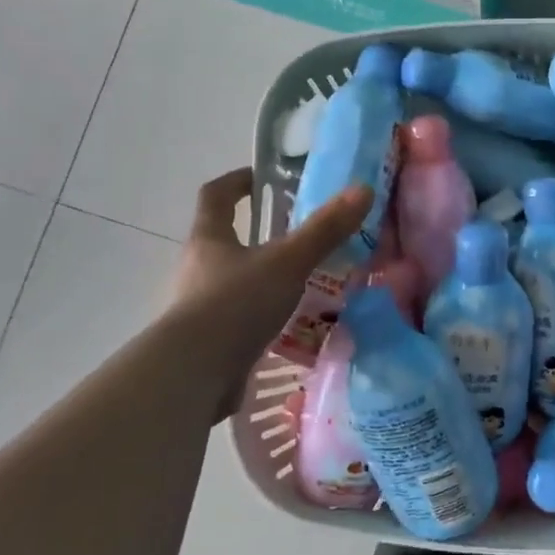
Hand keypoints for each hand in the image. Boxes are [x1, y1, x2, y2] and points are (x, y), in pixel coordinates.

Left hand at [168, 167, 372, 374]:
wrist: (192, 377)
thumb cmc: (235, 305)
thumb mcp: (288, 263)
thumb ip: (325, 230)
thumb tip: (363, 190)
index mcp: (209, 240)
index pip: (216, 196)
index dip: (237, 182)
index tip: (261, 177)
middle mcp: (197, 268)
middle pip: (225, 240)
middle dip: (259, 235)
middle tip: (300, 236)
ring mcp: (199, 308)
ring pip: (235, 281)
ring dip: (264, 278)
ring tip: (304, 284)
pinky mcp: (208, 342)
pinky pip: (239, 319)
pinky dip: (263, 316)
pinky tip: (291, 326)